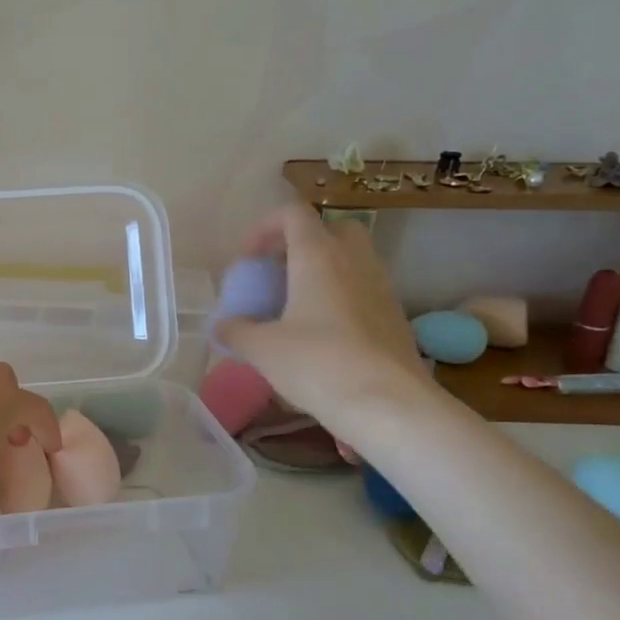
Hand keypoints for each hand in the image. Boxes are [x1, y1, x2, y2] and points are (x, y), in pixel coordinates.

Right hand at [214, 205, 426, 434]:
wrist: (388, 404)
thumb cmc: (317, 364)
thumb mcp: (261, 349)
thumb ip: (236, 331)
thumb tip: (224, 326)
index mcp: (318, 256)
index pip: (293, 214)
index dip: (265, 228)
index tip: (248, 260)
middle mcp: (354, 262)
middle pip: (332, 230)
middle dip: (303, 244)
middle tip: (279, 275)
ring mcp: (381, 288)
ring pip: (352, 261)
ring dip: (323, 273)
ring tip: (297, 308)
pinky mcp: (395, 317)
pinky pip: (364, 291)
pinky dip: (342, 299)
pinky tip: (323, 335)